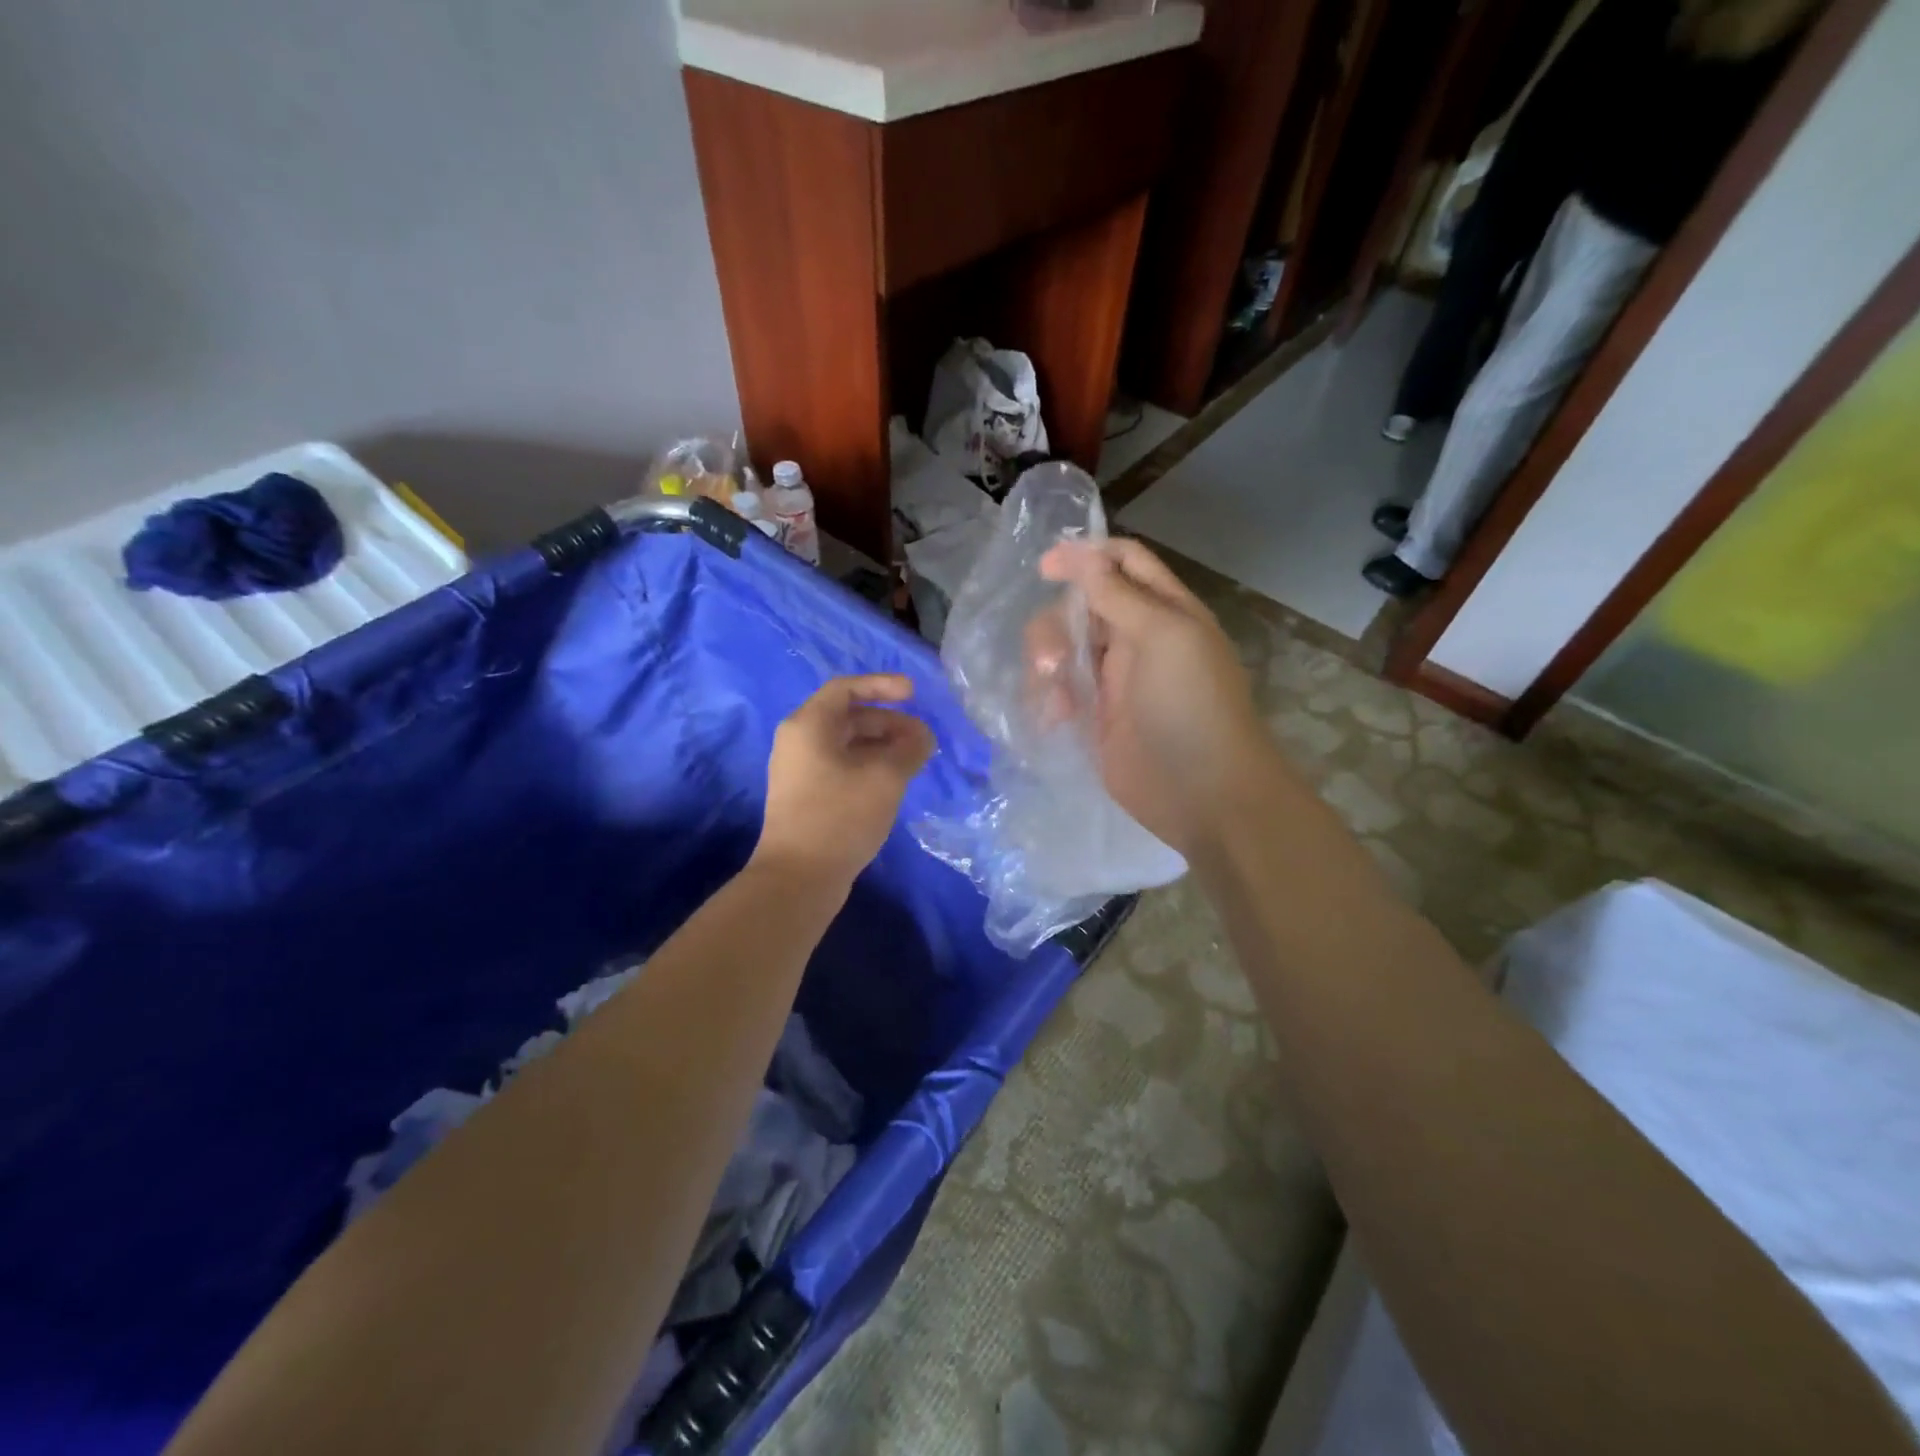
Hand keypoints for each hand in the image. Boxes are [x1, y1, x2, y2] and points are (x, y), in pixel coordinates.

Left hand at [752, 675, 935, 892]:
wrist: (798, 877)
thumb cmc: (840, 816)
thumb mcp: (885, 777)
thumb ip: (909, 748)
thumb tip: (922, 736)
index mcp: (808, 725)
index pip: (846, 688)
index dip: (882, 685)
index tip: (914, 694)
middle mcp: (798, 741)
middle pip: (848, 717)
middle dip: (888, 722)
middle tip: (922, 738)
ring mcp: (799, 770)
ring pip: (846, 744)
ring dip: (882, 746)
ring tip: (914, 760)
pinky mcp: (806, 796)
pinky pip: (841, 766)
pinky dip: (869, 765)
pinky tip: (893, 782)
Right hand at [1037, 539, 1270, 857]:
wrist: (1204, 794)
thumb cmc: (1191, 706)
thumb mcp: (1163, 637)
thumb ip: (1119, 595)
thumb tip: (1083, 553)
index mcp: (1164, 611)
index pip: (1123, 563)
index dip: (1086, 556)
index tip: (1045, 567)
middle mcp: (1138, 639)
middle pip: (1082, 607)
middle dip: (1057, 624)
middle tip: (1052, 657)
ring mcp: (1115, 681)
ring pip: (1065, 649)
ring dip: (1048, 663)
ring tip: (1053, 695)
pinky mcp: (1095, 719)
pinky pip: (1059, 692)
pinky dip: (1048, 698)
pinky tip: (1053, 719)